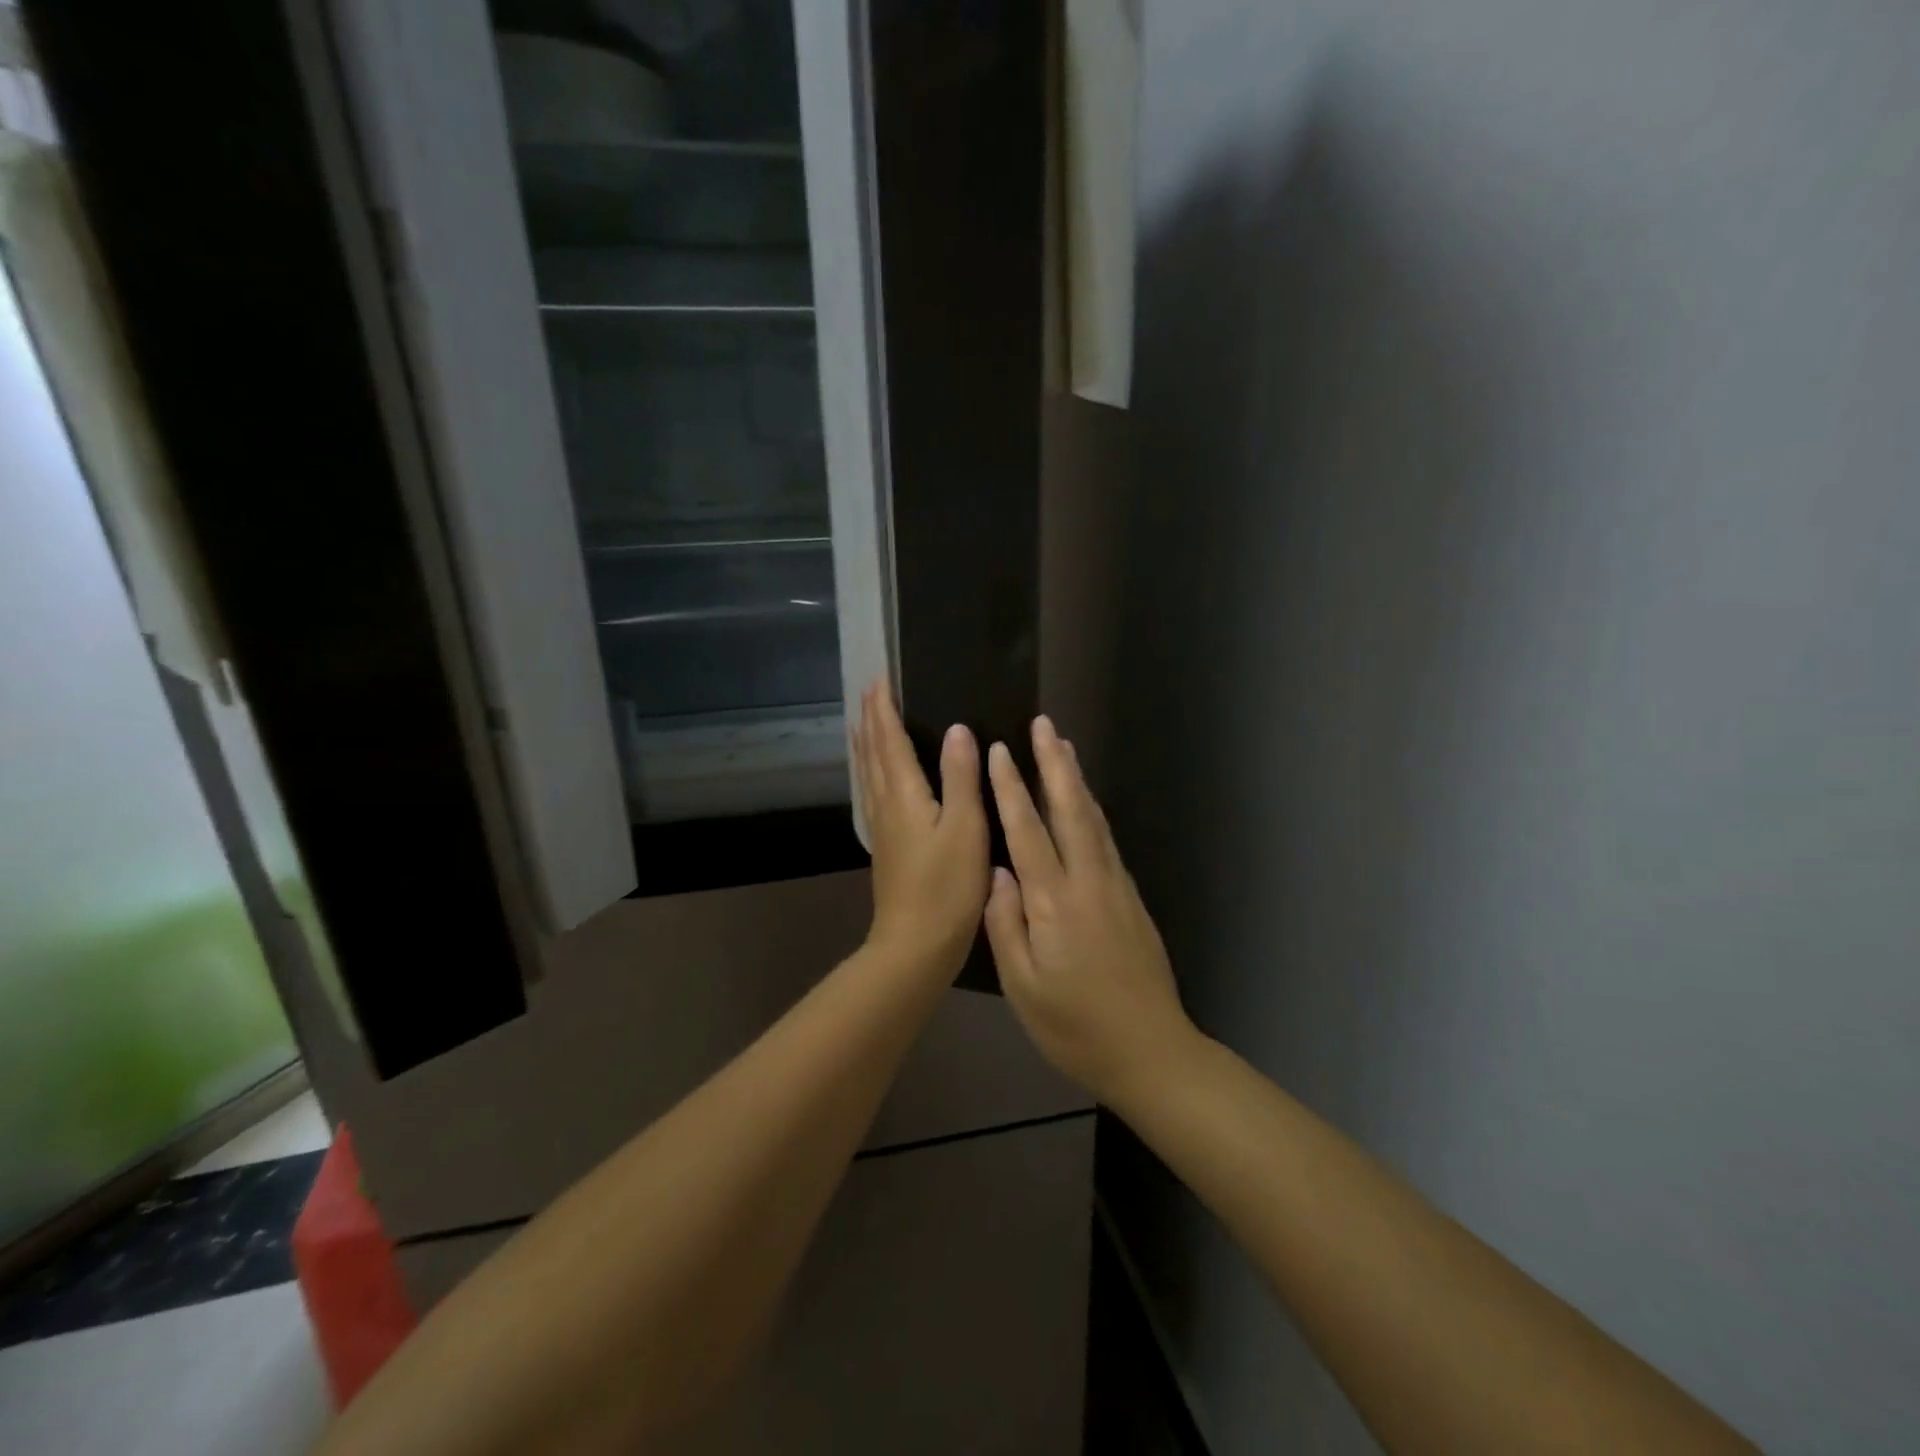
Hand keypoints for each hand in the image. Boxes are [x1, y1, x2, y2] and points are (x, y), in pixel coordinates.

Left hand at [853, 680, 989, 978]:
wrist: (914, 944)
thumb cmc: (947, 886)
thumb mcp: (965, 828)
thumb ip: (960, 777)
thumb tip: (957, 730)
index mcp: (903, 794)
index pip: (889, 739)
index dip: (884, 709)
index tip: (879, 678)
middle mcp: (884, 804)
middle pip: (872, 752)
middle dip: (871, 719)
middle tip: (870, 691)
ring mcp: (881, 827)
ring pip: (867, 773)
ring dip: (866, 743)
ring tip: (864, 723)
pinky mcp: (885, 846)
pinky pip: (871, 792)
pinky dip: (870, 771)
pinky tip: (875, 778)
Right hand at [983, 716, 1197, 1104]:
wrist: (1152, 1052)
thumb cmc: (1075, 1028)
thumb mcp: (1023, 987)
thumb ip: (1005, 925)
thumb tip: (996, 872)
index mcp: (1055, 904)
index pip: (1028, 832)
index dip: (1010, 789)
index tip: (998, 750)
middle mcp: (1088, 883)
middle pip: (1070, 811)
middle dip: (1053, 764)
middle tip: (1043, 724)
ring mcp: (1116, 888)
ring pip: (1093, 820)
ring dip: (1075, 779)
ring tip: (1062, 746)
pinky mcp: (1131, 899)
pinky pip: (1106, 840)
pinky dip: (1092, 810)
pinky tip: (1084, 802)